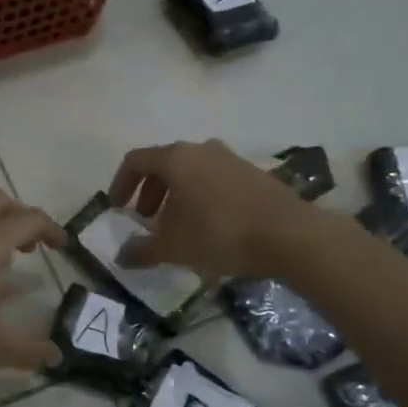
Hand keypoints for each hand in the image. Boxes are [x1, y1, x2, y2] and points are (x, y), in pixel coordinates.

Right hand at [109, 140, 312, 279]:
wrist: (290, 235)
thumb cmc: (220, 234)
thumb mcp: (174, 248)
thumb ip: (142, 250)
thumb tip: (121, 256)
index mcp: (177, 158)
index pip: (136, 160)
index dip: (120, 183)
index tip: (117, 208)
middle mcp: (202, 150)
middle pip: (164, 164)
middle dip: (150, 192)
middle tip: (147, 220)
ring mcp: (231, 159)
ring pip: (191, 172)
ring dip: (176, 196)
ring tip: (177, 227)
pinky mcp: (253, 174)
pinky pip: (214, 180)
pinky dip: (200, 197)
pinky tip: (208, 227)